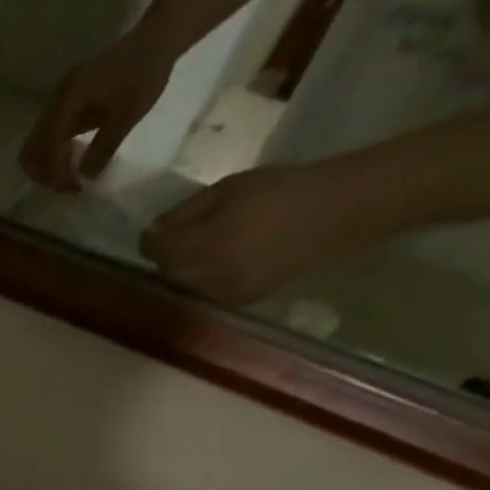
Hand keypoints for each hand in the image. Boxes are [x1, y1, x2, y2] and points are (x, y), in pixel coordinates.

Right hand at [20, 33, 175, 192]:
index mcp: (69, 99)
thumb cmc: (145, 73)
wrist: (156, 38)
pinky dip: (53, 157)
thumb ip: (103, 148)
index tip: (75, 187)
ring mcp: (57, 103)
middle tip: (68, 186)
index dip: (57, 173)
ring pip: (35, 147)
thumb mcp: (128, 114)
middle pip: (31, 151)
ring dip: (47, 168)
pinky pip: (46, 139)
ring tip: (69, 178)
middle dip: (45, 174)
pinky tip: (72, 162)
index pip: (48, 147)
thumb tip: (84, 179)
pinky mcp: (64, 106)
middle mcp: (56, 101)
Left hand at [142, 162, 376, 305]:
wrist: (337, 213)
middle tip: (191, 234)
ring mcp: (216, 292)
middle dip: (172, 253)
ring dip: (191, 266)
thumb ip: (185, 212)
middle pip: (167, 269)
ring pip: (186, 282)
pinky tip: (235, 258)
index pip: (151, 248)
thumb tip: (154, 230)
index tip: (163, 227)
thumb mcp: (228, 188)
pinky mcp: (236, 301)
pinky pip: (210, 290)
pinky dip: (212, 276)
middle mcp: (198, 275)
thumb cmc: (281, 190)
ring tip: (217, 244)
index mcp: (194, 245)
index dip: (154, 237)